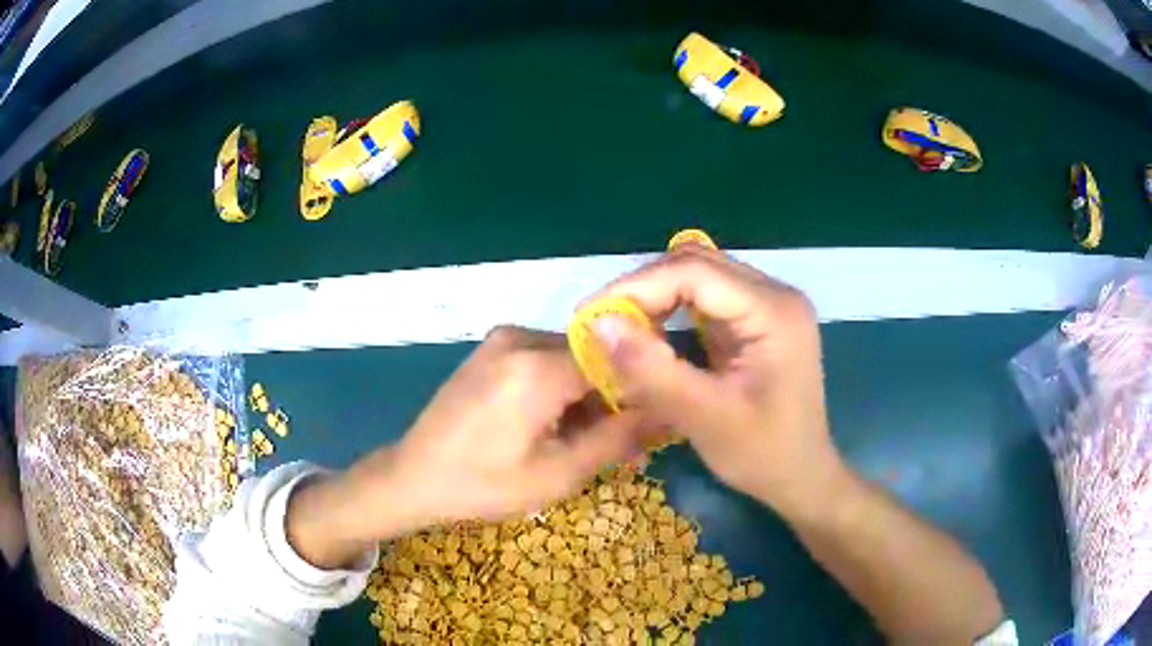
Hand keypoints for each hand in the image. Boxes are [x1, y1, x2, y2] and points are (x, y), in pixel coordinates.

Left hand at [289, 326, 645, 567]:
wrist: (412, 476)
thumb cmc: (482, 485)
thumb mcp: (558, 473)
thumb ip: (617, 439)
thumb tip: (667, 412)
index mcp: (536, 367)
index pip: (616, 361)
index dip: (642, 391)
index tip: (653, 427)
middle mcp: (521, 338)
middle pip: (594, 359)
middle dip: (613, 400)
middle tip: (623, 448)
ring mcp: (502, 340)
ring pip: (571, 360)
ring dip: (587, 397)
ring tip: (587, 444)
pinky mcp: (492, 350)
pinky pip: (544, 361)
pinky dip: (560, 390)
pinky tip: (555, 427)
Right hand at [586, 245, 846, 518]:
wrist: (802, 477)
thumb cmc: (763, 455)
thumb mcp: (706, 418)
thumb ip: (653, 371)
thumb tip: (598, 324)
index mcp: (774, 312)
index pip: (695, 272)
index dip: (637, 286)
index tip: (590, 316)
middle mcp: (775, 294)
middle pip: (696, 265)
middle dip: (643, 289)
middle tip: (602, 326)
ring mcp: (768, 304)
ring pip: (698, 276)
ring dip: (655, 298)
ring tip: (621, 331)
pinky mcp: (757, 319)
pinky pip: (705, 298)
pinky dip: (671, 311)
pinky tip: (652, 336)